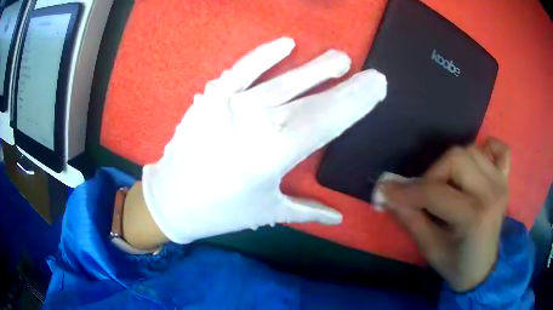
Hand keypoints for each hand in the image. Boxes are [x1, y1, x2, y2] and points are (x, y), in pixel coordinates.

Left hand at [141, 37, 386, 243]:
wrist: (171, 199)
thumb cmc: (220, 210)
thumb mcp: (267, 211)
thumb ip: (308, 211)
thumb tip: (339, 217)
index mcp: (275, 156)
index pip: (327, 122)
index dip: (356, 102)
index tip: (377, 86)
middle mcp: (257, 125)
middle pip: (312, 99)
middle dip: (346, 86)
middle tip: (370, 73)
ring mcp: (232, 106)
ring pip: (283, 80)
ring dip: (314, 68)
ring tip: (339, 58)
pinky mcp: (212, 97)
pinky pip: (242, 69)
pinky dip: (264, 55)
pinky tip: (286, 43)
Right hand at [381, 138, 510, 291]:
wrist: (483, 271)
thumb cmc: (457, 266)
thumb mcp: (431, 250)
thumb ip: (411, 221)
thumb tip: (390, 198)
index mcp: (474, 216)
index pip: (436, 192)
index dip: (408, 191)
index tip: (387, 191)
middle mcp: (491, 192)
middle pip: (456, 158)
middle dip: (432, 174)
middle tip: (422, 194)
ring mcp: (500, 183)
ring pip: (471, 150)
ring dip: (452, 163)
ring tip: (445, 184)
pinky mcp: (505, 180)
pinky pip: (501, 149)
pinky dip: (488, 148)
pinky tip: (478, 160)